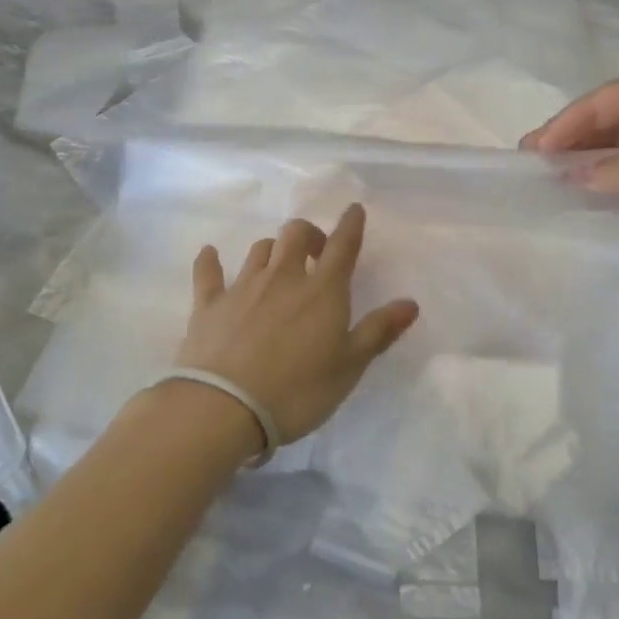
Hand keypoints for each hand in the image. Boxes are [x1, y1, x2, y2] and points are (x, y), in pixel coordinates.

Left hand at [174, 203, 419, 448]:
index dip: (351, 225)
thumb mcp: (349, 367)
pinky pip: (208, 272)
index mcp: (322, 291)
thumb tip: (410, 303)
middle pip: (296, 234)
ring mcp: (243, 287)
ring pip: (260, 249)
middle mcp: (284, 277)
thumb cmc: (297, 390)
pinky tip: (210, 254)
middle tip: (315, 253)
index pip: (343, 246)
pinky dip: (210, 260)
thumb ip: (378, 331)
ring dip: (273, 249)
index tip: (354, 210)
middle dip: (309, 234)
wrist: (223, 408)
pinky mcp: (209, 304)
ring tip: (277, 264)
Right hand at [523, 81, 618, 347]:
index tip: (544, 146)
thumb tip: (568, 170)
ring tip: (539, 174)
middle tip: (530, 159)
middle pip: (615, 120)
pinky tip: (566, 192)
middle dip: (573, 133)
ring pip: (612, 151)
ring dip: (577, 157)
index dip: (580, 115)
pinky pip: (617, 183)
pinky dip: (590, 183)